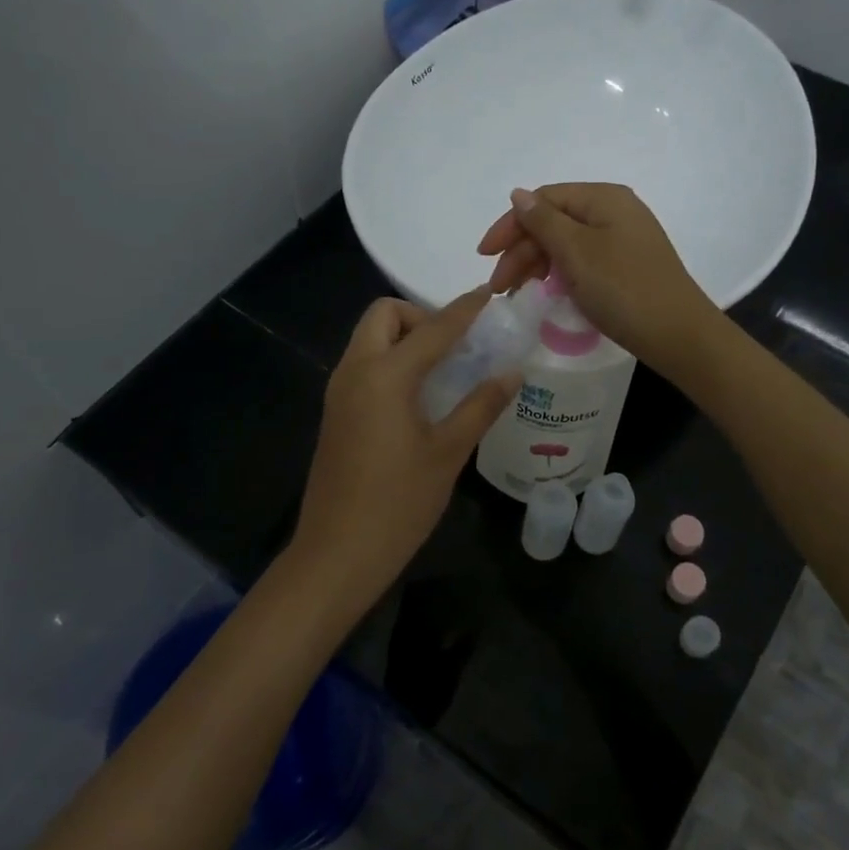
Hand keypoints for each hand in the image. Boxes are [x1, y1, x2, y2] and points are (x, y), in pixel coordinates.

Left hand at [287, 290, 521, 614]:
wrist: (337, 553)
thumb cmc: (398, 503)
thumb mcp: (448, 453)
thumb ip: (481, 406)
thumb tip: (512, 372)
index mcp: (384, 375)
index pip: (432, 328)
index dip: (464, 310)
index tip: (489, 296)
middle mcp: (355, 371)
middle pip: (384, 316)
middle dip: (420, 316)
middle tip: (456, 346)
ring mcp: (339, 392)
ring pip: (370, 339)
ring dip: (405, 338)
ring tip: (446, 368)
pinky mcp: (336, 413)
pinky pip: (364, 365)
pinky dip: (392, 361)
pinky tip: (421, 395)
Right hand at [478, 184, 720, 375]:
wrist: (677, 334)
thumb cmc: (623, 288)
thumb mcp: (577, 252)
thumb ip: (543, 221)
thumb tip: (518, 194)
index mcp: (603, 198)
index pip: (544, 200)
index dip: (510, 225)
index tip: (484, 256)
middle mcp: (614, 211)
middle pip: (554, 221)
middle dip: (521, 251)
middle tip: (499, 287)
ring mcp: (622, 239)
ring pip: (566, 244)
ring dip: (536, 265)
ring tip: (516, 294)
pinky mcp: (626, 266)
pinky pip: (582, 261)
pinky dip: (559, 274)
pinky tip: (546, 293)